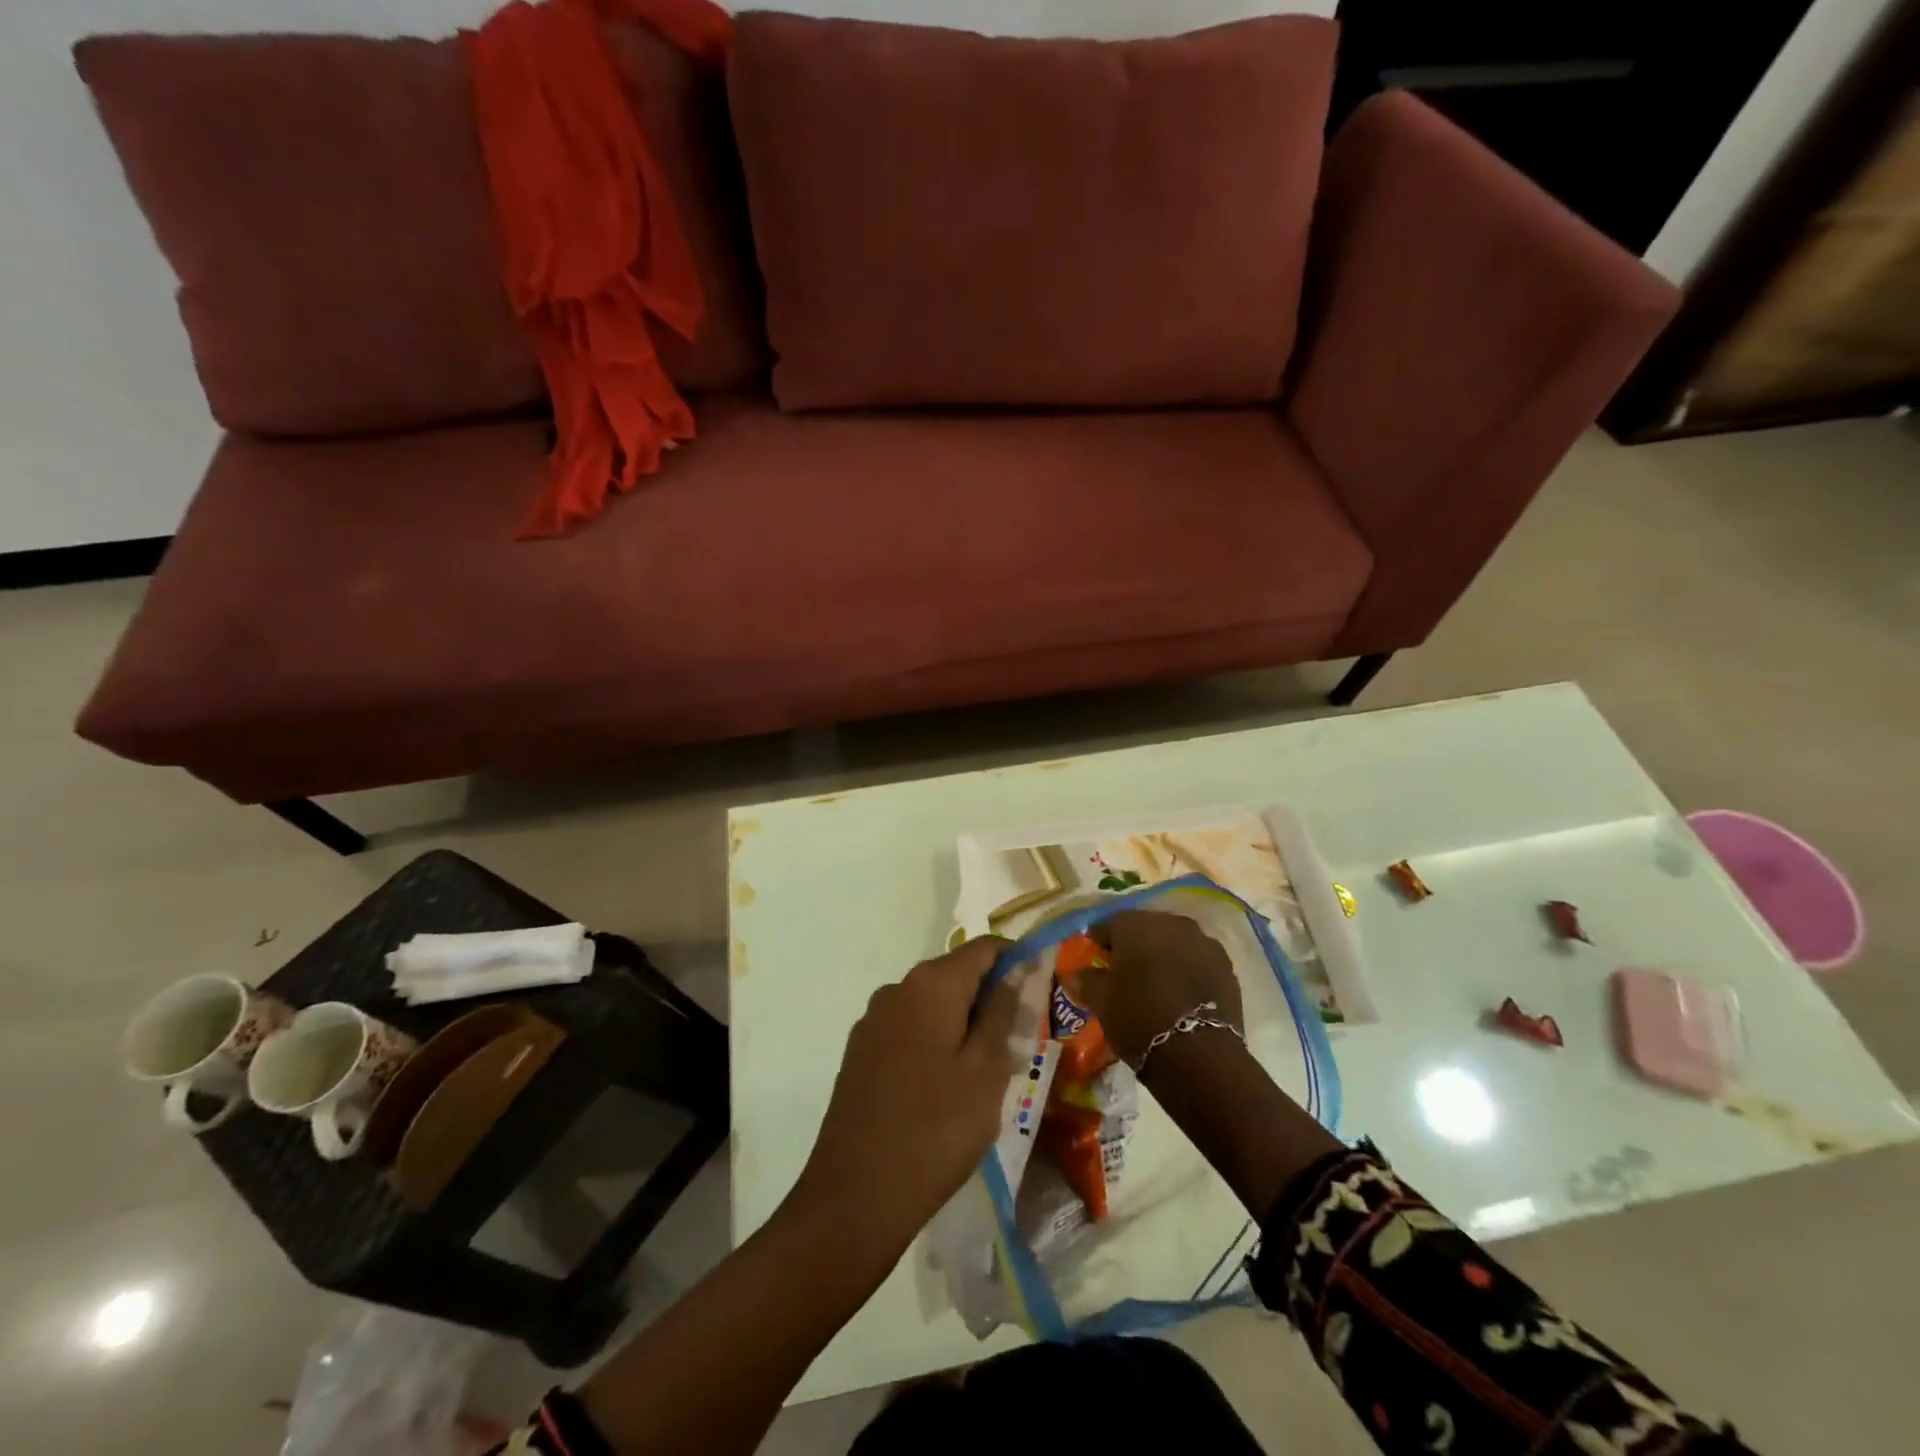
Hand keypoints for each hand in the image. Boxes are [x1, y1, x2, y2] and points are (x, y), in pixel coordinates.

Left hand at [785, 938, 1019, 1260]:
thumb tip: (1011, 972)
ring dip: (963, 1023)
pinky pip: (909, 1030)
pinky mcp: (860, 1053)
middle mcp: (897, 989)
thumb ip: (1001, 1013)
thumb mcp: (986, 1071)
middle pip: (955, 974)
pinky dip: (935, 1042)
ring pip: (932, 1005)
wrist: (855, 1195)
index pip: (983, 948)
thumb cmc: (936, 1128)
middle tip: (1021, 1041)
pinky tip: (946, 1088)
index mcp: (931, 984)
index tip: (1042, 988)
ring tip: (988, 1072)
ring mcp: (873, 1021)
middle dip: (990, 997)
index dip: (1015, 959)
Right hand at [1075, 910, 1241, 1069]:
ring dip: (1162, 956)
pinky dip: (1186, 970)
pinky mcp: (1226, 967)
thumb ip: (1085, 980)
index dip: (1099, 942)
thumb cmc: (1138, 1018)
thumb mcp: (1101, 1001)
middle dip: (1133, 946)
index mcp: (1136, 924)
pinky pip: (1197, 960)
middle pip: (1145, 928)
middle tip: (1123, 973)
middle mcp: (1171, 922)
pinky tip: (1179, 994)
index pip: (1109, 924)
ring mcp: (1204, 943)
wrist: (1199, 1055)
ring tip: (1154, 984)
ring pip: (1174, 942)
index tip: (1094, 960)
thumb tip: (1073, 974)